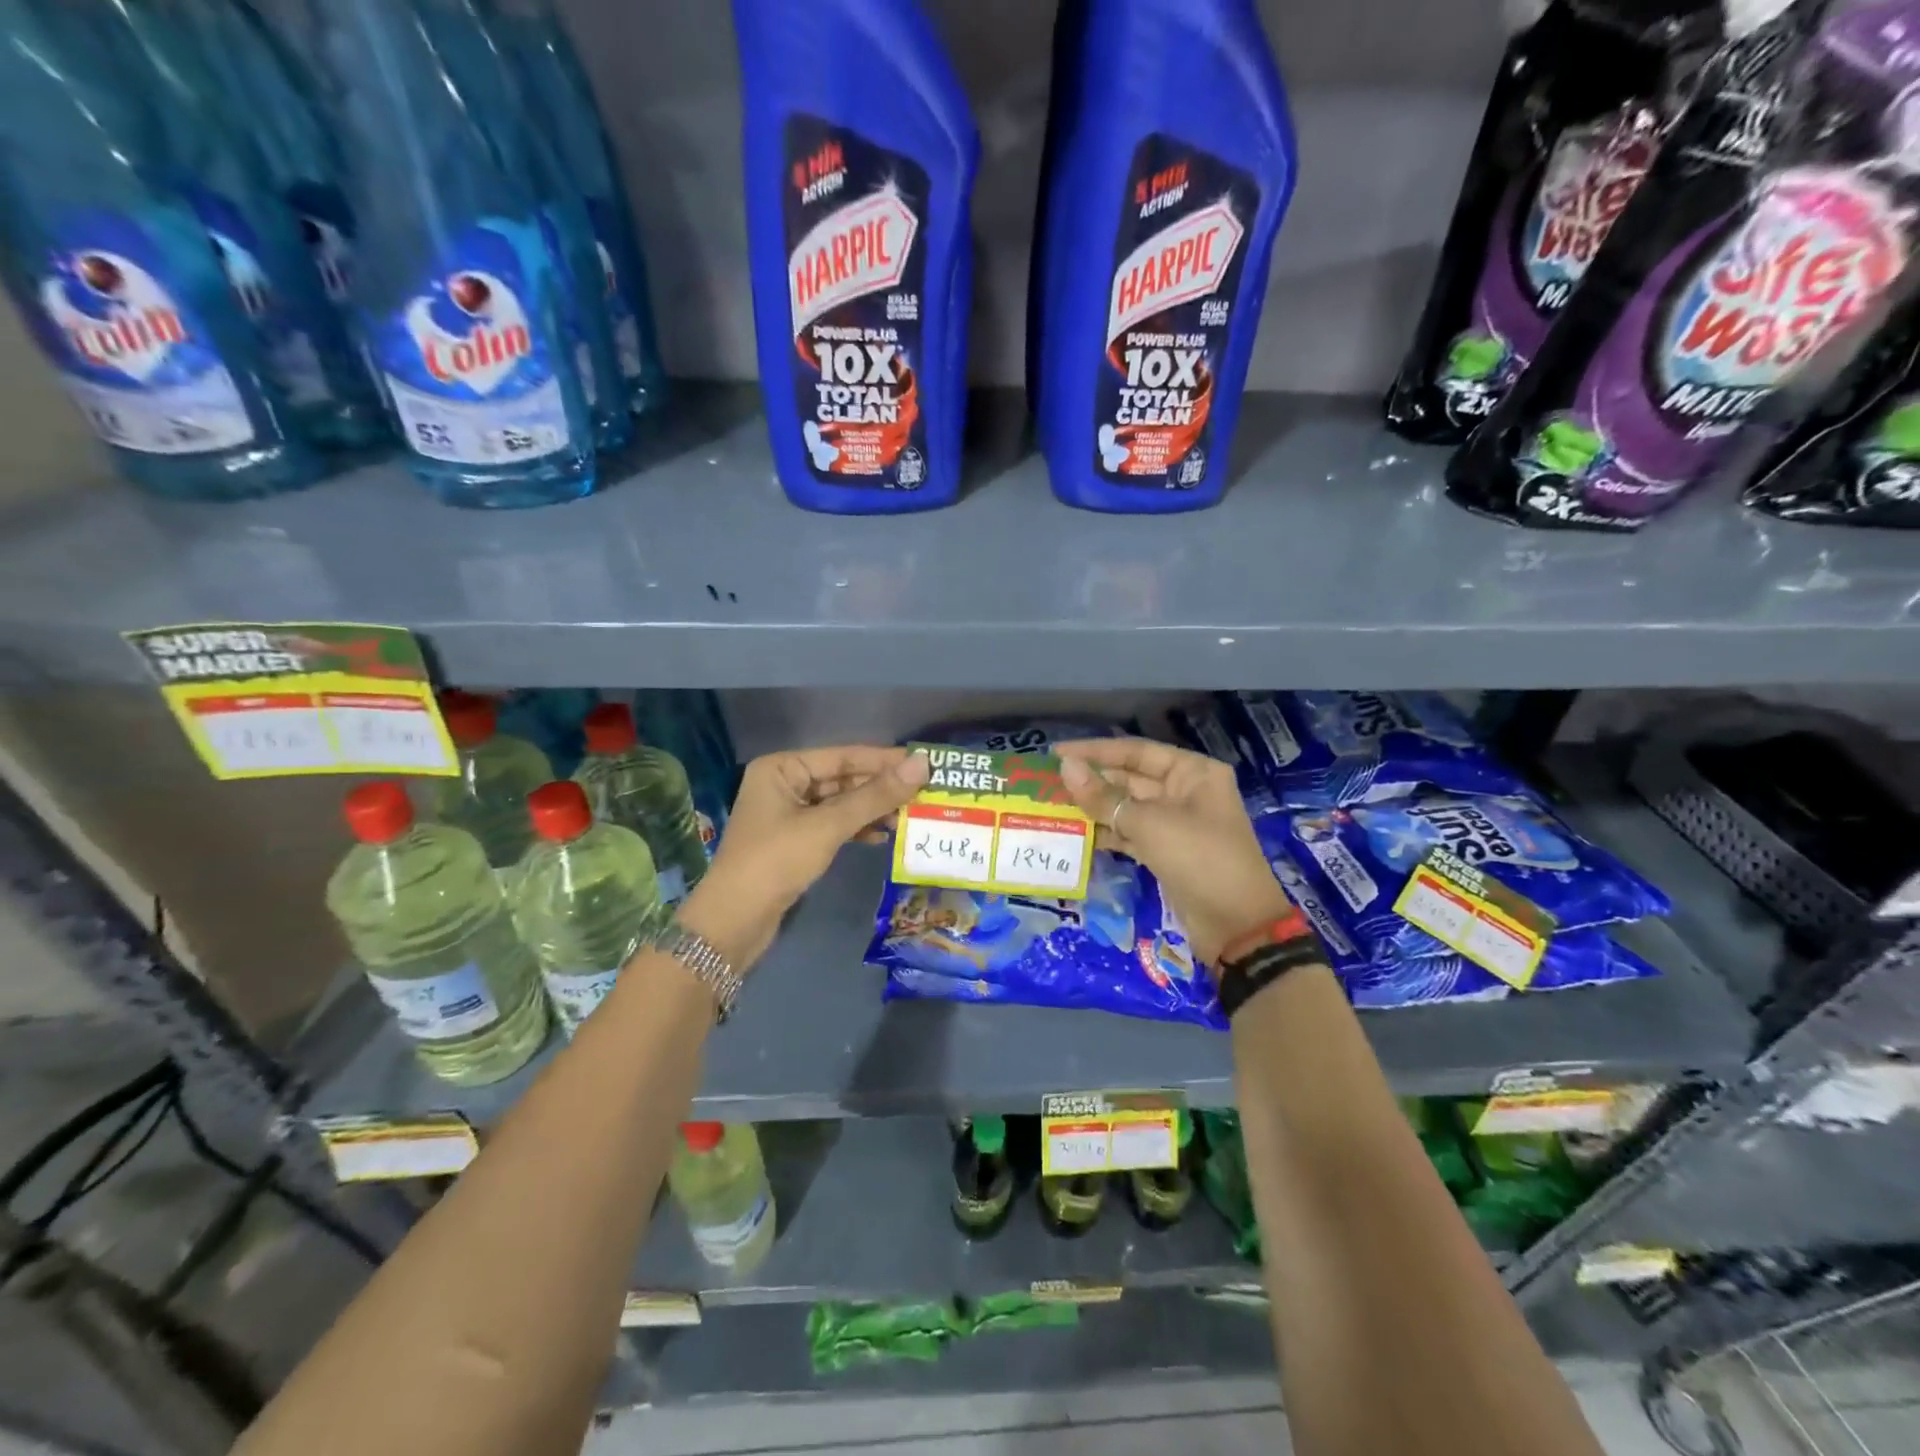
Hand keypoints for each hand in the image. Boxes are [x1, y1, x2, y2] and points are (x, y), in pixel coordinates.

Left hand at [678, 745, 929, 969]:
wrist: (734, 922)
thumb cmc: (776, 861)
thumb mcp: (828, 826)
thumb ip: (875, 796)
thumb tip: (922, 765)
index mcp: (782, 768)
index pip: (843, 756)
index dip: (884, 760)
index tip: (925, 763)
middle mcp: (784, 783)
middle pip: (843, 778)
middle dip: (881, 787)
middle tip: (925, 792)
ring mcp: (789, 813)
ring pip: (841, 804)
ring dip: (873, 810)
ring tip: (910, 816)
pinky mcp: (795, 841)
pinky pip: (834, 825)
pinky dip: (858, 829)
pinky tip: (883, 837)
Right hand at [1056, 737, 1294, 969]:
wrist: (1236, 926)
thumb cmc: (1199, 859)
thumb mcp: (1149, 824)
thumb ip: (1104, 797)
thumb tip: (1065, 766)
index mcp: (1192, 772)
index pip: (1135, 751)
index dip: (1094, 751)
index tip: (1055, 752)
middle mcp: (1185, 791)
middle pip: (1130, 778)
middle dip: (1092, 781)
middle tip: (1046, 784)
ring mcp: (1176, 823)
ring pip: (1127, 808)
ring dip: (1094, 808)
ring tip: (1052, 807)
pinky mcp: (1166, 852)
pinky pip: (1130, 833)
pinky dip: (1106, 833)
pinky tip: (1075, 834)